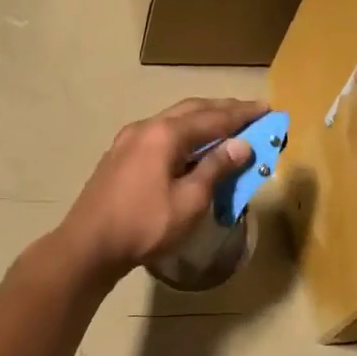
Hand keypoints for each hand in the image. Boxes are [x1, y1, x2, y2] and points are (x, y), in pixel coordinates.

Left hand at [55, 98, 267, 278]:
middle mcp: (145, 127)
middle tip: (251, 113)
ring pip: (172, 121)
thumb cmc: (144, 225)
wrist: (88, 246)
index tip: (268, 109)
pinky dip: (182, 137)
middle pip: (191, 111)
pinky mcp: (119, 157)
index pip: (213, 118)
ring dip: (201, 122)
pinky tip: (190, 150)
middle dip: (223, 111)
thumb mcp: (189, 201)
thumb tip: (241, 144)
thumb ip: (215, 168)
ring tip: (225, 129)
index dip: (243, 114)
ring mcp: (127, 141)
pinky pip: (159, 136)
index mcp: (165, 134)